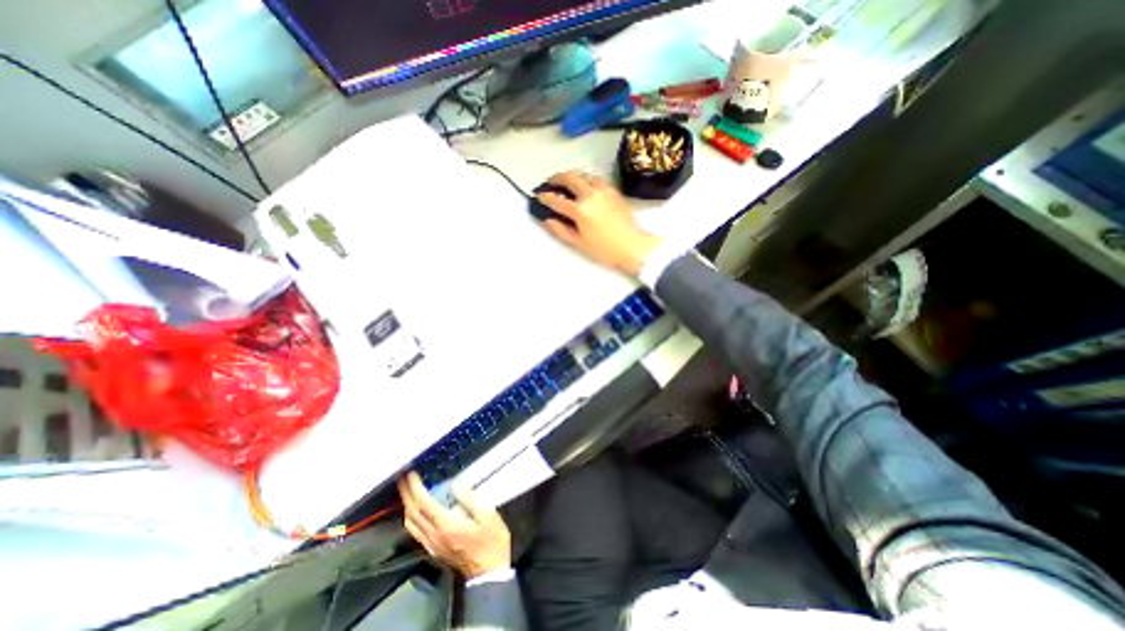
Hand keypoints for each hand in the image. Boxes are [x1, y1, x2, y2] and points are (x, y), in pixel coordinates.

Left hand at [396, 470, 513, 577]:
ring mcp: (431, 544)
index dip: (415, 487)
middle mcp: (434, 535)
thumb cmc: (491, 541)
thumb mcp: (488, 515)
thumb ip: (470, 499)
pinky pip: (415, 531)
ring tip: (407, 490)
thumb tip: (455, 484)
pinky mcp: (433, 549)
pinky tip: (415, 510)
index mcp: (446, 525)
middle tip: (403, 477)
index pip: (423, 503)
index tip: (411, 473)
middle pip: (412, 513)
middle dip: (405, 493)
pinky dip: (411, 516)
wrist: (488, 573)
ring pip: (410, 524)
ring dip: (406, 505)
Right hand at [532, 169, 661, 274]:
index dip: (545, 197)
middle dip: (556, 178)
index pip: (557, 200)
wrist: (632, 245)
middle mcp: (590, 194)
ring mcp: (603, 190)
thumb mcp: (579, 243)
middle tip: (550, 183)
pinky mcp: (613, 190)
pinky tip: (584, 185)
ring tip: (566, 182)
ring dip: (572, 176)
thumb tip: (548, 220)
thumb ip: (561, 230)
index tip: (539, 197)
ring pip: (583, 174)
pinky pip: (596, 178)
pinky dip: (586, 178)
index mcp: (580, 210)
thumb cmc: (604, 249)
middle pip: (569, 178)